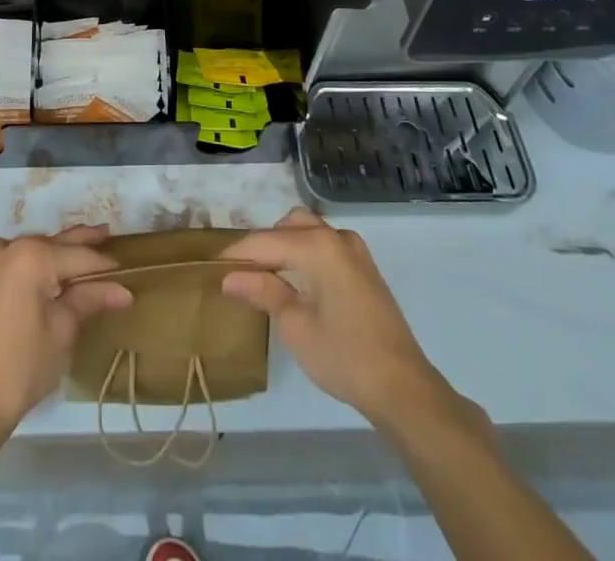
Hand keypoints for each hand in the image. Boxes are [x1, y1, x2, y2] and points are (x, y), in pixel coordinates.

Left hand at [0, 224, 132, 438]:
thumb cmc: (21, 368)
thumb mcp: (62, 332)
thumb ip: (89, 300)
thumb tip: (121, 290)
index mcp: (30, 256)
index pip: (76, 256)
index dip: (102, 263)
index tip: (123, 266)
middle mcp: (4, 248)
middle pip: (50, 245)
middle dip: (78, 243)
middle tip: (104, 233)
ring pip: (25, 252)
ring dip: (49, 254)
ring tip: (74, 254)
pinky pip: (4, 266)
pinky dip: (23, 268)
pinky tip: (38, 276)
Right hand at [220, 208, 480, 430]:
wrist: (402, 388)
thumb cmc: (344, 357)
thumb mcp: (295, 326)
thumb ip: (263, 292)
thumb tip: (228, 277)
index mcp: (317, 246)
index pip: (266, 241)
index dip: (237, 254)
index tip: (212, 266)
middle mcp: (336, 237)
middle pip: (288, 226)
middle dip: (262, 245)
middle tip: (241, 274)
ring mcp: (354, 250)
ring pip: (308, 230)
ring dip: (285, 245)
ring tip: (265, 275)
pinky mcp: (364, 267)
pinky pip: (325, 244)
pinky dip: (305, 252)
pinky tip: (296, 279)